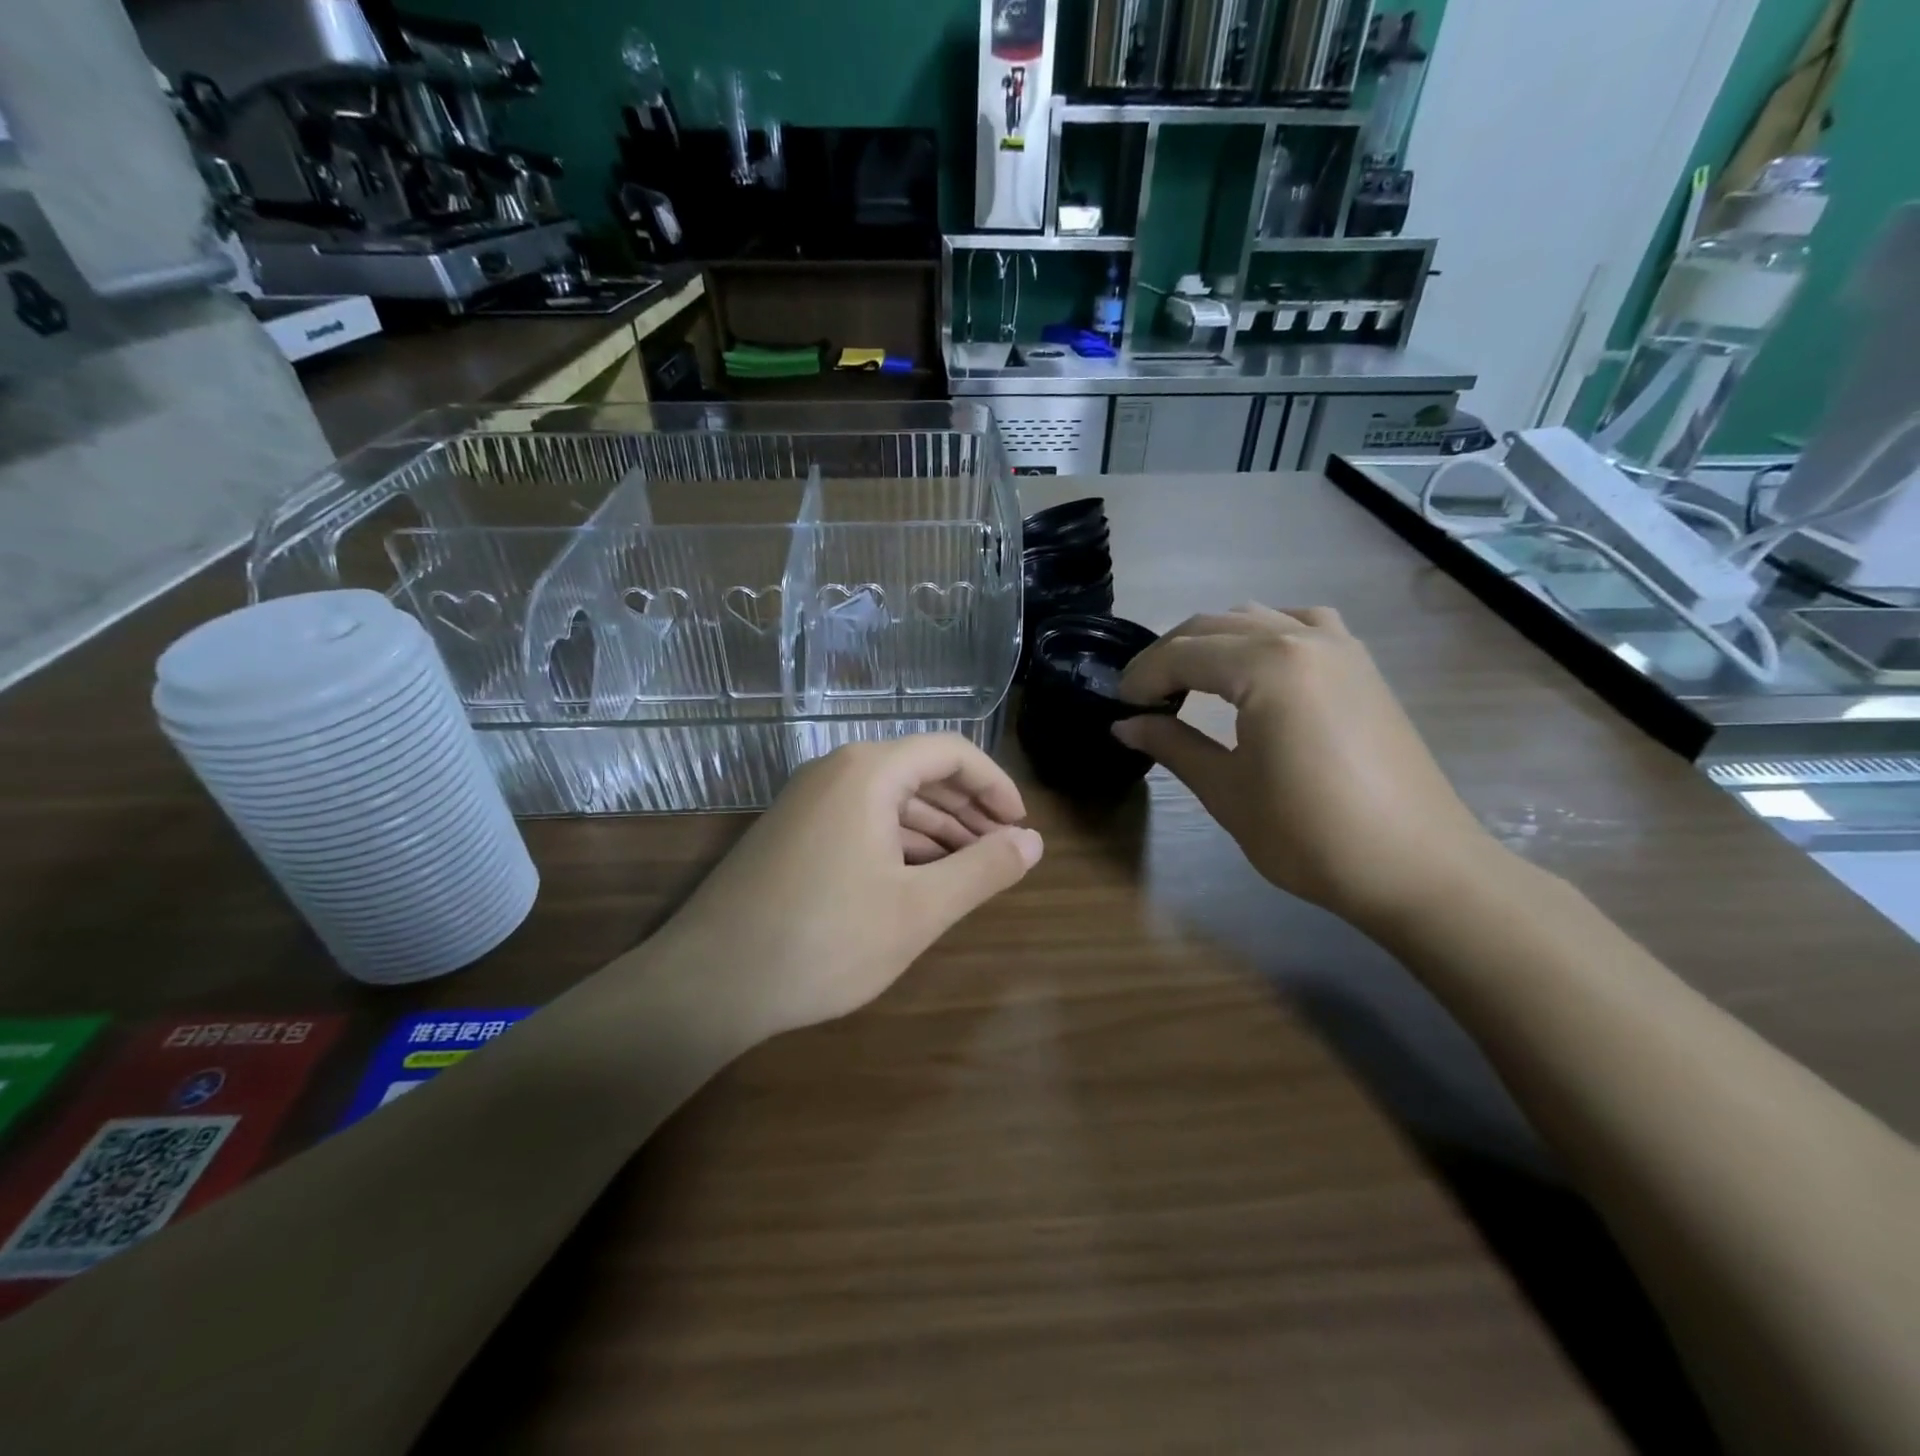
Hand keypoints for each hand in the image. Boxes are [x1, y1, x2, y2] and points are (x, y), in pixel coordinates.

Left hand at [661, 735, 1042, 1037]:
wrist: (709, 983)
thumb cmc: (825, 940)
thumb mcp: (919, 909)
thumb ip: (983, 870)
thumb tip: (1032, 843)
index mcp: (868, 771)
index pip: (950, 752)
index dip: (995, 785)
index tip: (1021, 828)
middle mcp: (835, 772)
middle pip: (919, 773)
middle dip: (968, 811)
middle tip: (1003, 853)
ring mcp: (807, 802)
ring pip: (889, 801)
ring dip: (935, 830)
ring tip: (968, 871)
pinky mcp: (791, 833)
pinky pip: (860, 822)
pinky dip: (898, 844)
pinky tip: (916, 881)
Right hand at [1114, 605, 1498, 925]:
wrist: (1417, 867)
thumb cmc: (1310, 834)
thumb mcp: (1227, 791)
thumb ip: (1172, 745)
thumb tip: (1124, 725)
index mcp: (1266, 665)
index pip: (1183, 653)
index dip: (1142, 676)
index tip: (1118, 706)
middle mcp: (1302, 638)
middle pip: (1214, 625)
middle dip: (1169, 655)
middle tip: (1141, 698)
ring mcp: (1340, 646)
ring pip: (1256, 617)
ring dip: (1213, 641)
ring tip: (1191, 681)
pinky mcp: (1361, 665)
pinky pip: (1302, 625)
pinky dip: (1265, 634)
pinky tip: (1258, 665)